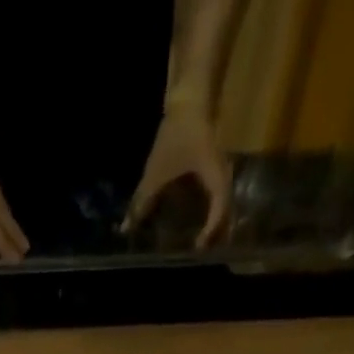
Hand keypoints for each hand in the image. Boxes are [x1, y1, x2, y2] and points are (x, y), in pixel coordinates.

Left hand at [123, 106, 232, 248]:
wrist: (190, 98)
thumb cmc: (177, 133)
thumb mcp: (157, 171)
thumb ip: (142, 201)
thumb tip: (126, 228)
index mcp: (215, 177)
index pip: (219, 211)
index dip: (210, 232)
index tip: (197, 248)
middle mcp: (224, 178)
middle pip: (226, 214)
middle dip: (216, 236)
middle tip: (202, 254)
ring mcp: (222, 174)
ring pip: (223, 207)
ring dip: (215, 226)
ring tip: (203, 244)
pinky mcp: (215, 172)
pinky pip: (216, 199)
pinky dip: (210, 214)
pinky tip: (199, 224)